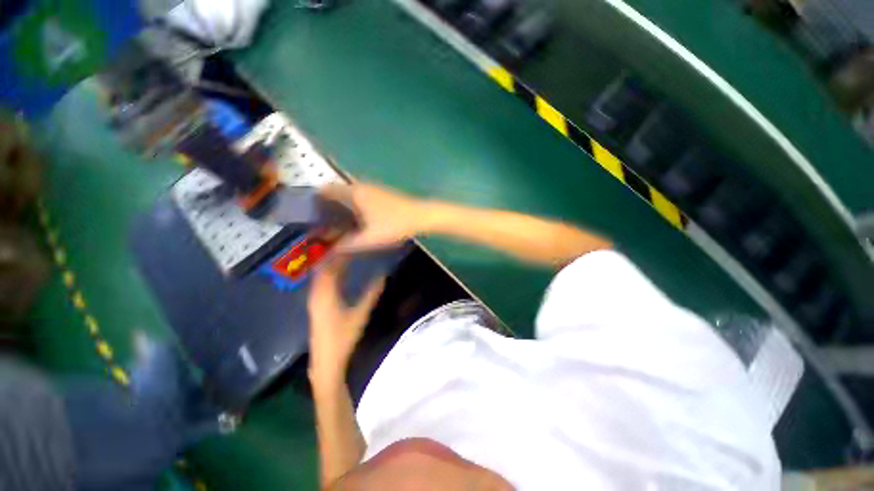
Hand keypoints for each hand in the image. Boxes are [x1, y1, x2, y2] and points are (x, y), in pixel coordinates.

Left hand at [307, 258, 385, 387]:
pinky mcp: (316, 308)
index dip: (339, 253)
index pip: (330, 266)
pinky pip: (322, 285)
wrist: (326, 364)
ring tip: (346, 256)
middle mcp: (316, 294)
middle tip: (350, 246)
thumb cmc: (343, 338)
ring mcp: (315, 302)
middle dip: (335, 257)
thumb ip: (372, 293)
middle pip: (323, 269)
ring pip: (322, 277)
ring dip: (332, 266)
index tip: (350, 243)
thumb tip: (383, 275)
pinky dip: (331, 276)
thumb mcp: (361, 314)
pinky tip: (339, 275)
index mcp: (325, 293)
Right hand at [321, 183, 428, 252]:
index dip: (315, 201)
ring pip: (349, 195)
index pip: (325, 190)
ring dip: (340, 207)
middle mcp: (360, 187)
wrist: (420, 216)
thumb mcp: (369, 239)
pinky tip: (355, 221)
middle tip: (321, 224)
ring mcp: (372, 189)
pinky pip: (359, 198)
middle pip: (336, 192)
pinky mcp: (381, 194)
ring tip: (335, 225)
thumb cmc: (394, 225)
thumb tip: (330, 250)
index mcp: (354, 193)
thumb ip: (347, 245)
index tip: (309, 216)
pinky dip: (352, 207)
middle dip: (327, 206)